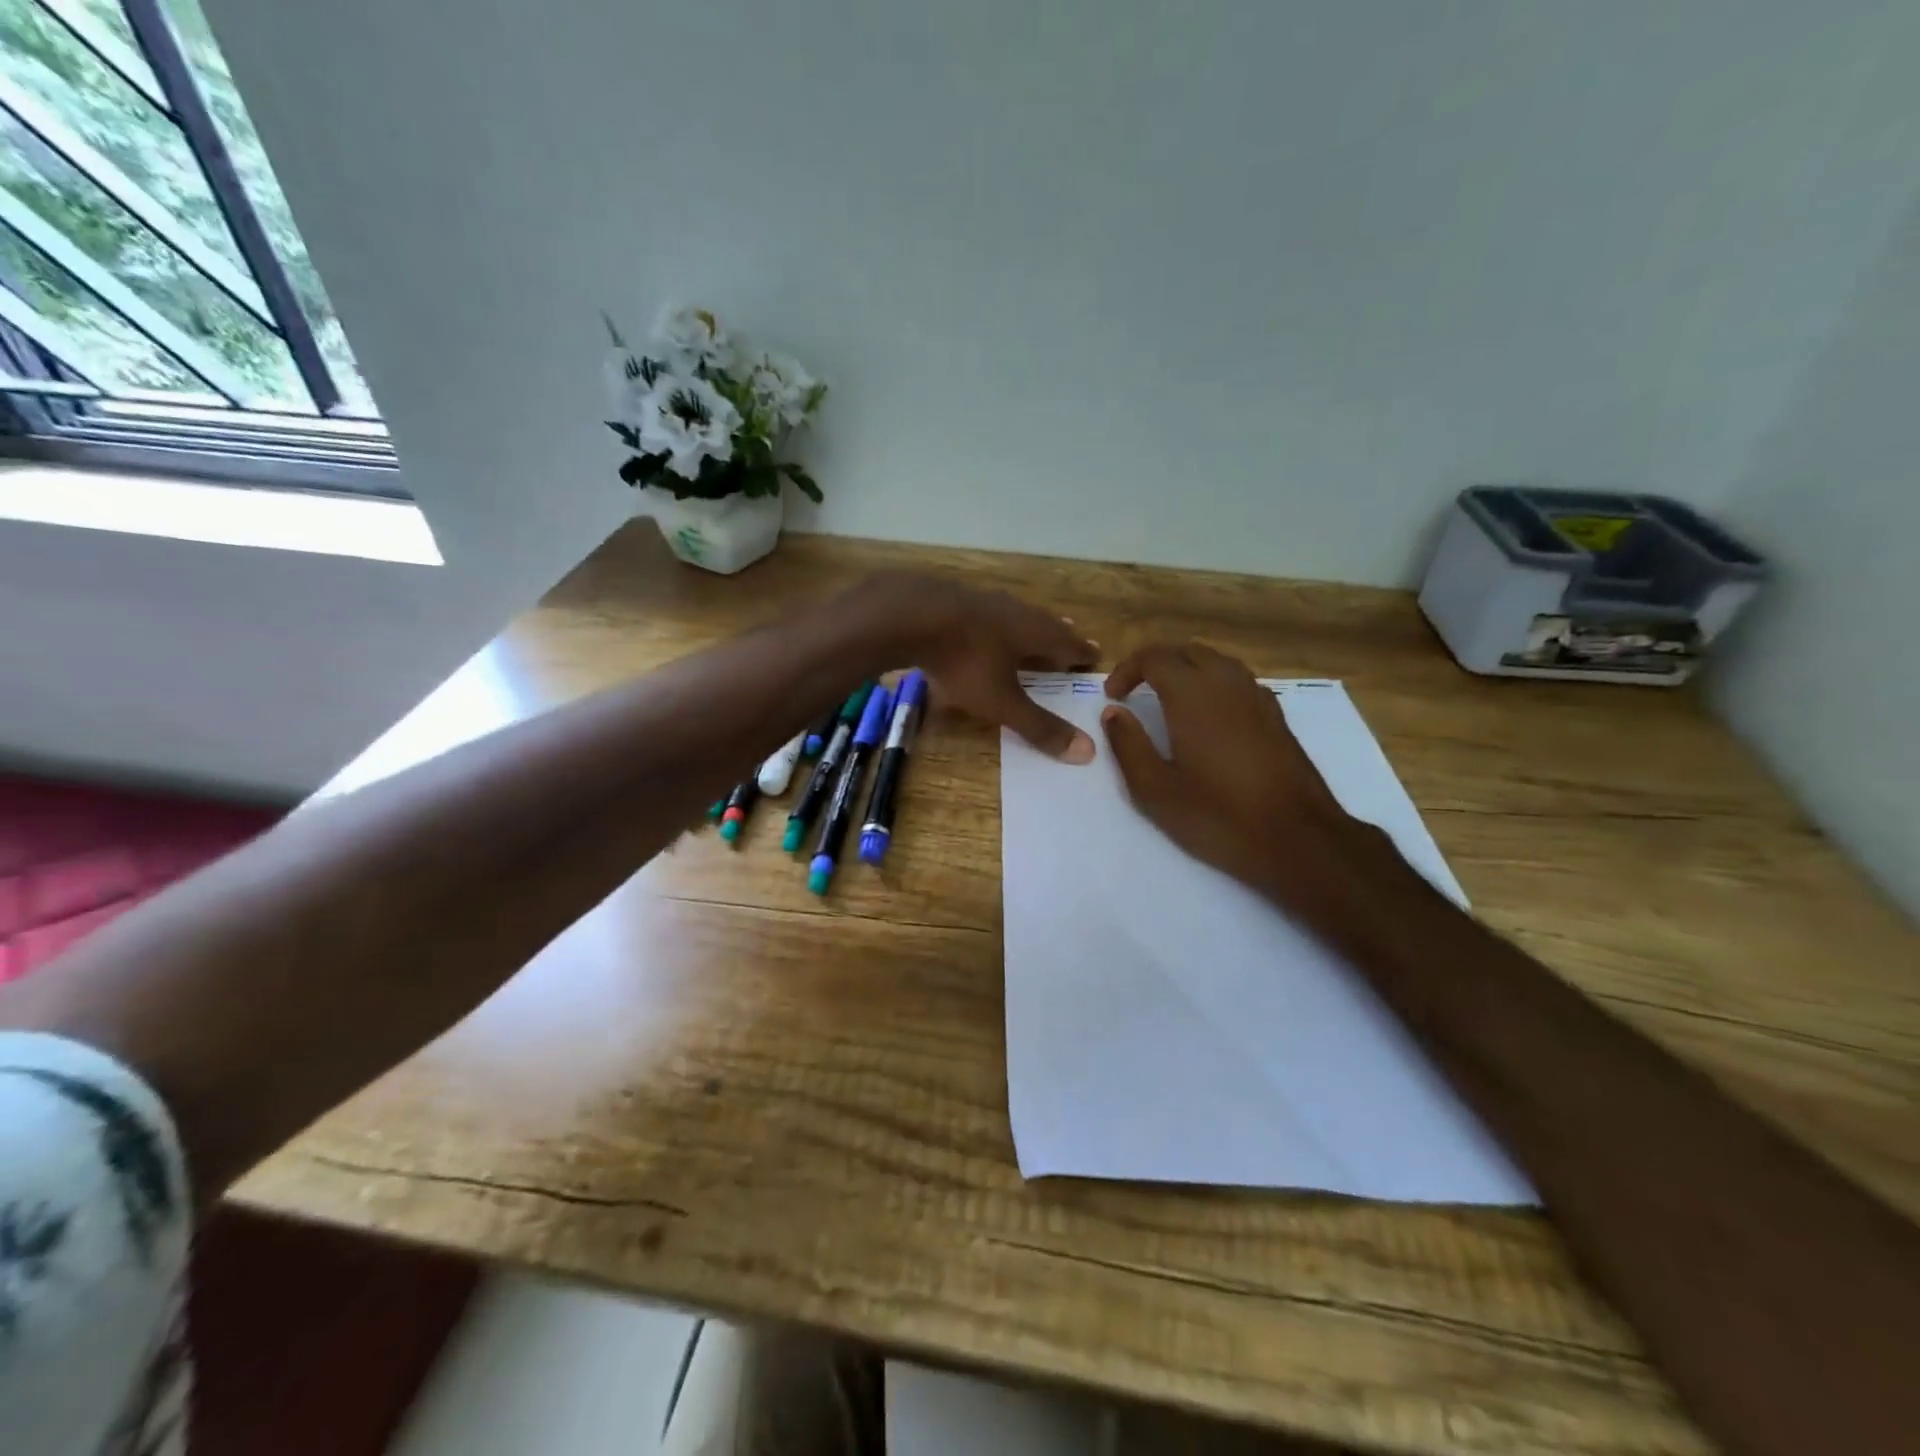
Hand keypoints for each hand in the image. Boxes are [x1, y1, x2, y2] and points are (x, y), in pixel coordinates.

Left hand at [846, 573, 1099, 760]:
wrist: (908, 614)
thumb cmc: (965, 661)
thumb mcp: (1002, 702)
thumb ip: (1039, 726)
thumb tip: (1088, 752)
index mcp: (1036, 633)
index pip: (1070, 644)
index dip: (1082, 652)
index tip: (1096, 653)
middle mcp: (1015, 611)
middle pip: (1044, 623)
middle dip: (1057, 632)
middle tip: (1071, 632)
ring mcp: (982, 600)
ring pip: (1012, 614)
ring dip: (1024, 624)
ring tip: (1029, 629)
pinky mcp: (951, 598)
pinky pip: (981, 612)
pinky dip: (990, 622)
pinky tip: (978, 624)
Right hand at [1100, 643, 1365, 897]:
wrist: (1297, 839)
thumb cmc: (1218, 816)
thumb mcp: (1155, 790)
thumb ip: (1128, 745)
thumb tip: (1113, 713)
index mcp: (1193, 695)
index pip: (1155, 657)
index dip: (1127, 670)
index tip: (1113, 697)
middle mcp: (1227, 684)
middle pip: (1187, 651)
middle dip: (1157, 664)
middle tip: (1136, 692)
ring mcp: (1258, 698)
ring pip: (1217, 662)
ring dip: (1187, 671)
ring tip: (1168, 702)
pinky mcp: (1277, 717)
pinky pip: (1239, 682)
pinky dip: (1214, 685)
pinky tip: (1208, 719)